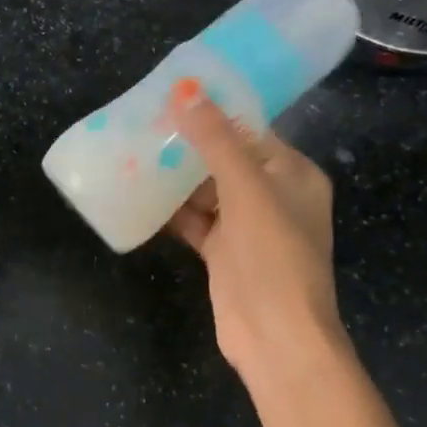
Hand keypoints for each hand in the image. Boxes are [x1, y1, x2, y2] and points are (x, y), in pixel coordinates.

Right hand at [165, 88, 345, 377]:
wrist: (276, 337)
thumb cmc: (273, 256)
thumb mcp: (247, 189)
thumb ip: (216, 140)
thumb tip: (186, 89)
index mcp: (293, 174)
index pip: (251, 131)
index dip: (215, 112)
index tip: (173, 95)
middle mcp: (273, 196)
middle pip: (225, 160)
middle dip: (187, 145)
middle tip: (143, 123)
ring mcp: (247, 228)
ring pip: (206, 192)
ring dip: (175, 178)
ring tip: (133, 153)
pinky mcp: (224, 254)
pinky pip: (195, 222)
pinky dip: (172, 212)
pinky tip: (138, 196)